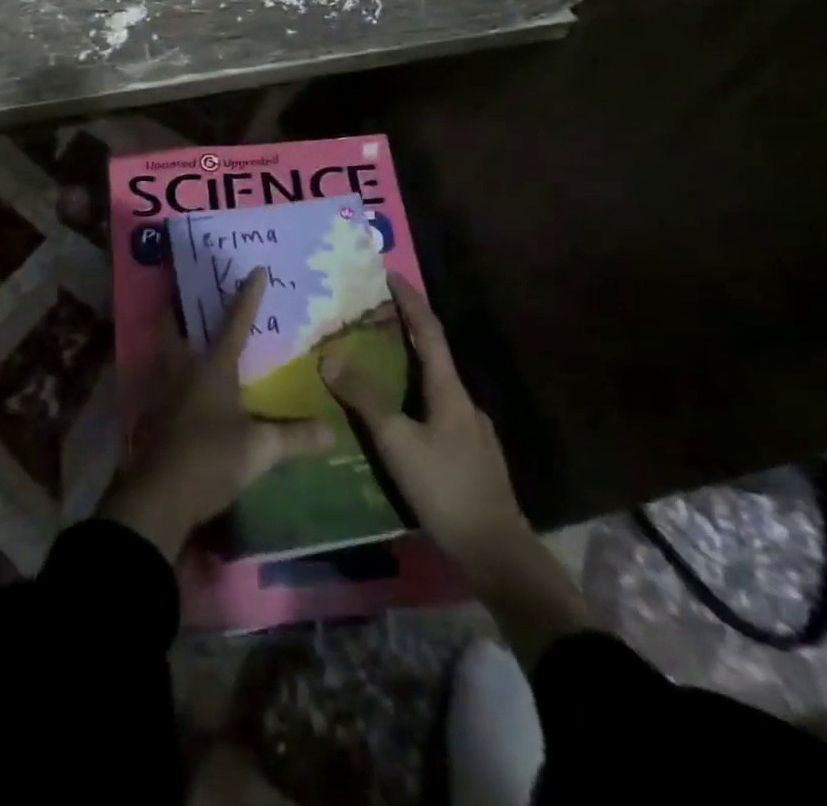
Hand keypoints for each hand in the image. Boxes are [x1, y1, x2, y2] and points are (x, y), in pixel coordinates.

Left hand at [104, 268, 335, 560]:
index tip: (256, 270)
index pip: (235, 323)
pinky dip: (169, 368)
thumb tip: (333, 431)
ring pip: (163, 349)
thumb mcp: (259, 449)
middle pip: (175, 325)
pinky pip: (161, 377)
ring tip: (185, 328)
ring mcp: (163, 390)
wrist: (159, 497)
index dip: (247, 296)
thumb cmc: (210, 459)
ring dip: (171, 334)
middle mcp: (183, 368)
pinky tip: (179, 380)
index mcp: (212, 367)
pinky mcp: (153, 413)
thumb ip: (295, 437)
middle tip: (188, 289)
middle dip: (179, 305)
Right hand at [318, 274, 533, 580]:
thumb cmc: (445, 487)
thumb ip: (364, 398)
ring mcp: (471, 430)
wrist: (497, 551)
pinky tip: (400, 418)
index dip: (410, 301)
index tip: (390, 275)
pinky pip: (438, 410)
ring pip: (435, 385)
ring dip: (409, 365)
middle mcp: (464, 401)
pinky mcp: (471, 455)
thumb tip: (329, 357)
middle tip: (371, 319)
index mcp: (449, 389)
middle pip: (433, 354)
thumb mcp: (396, 441)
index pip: (429, 331)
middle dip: (405, 331)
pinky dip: (415, 396)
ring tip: (377, 365)